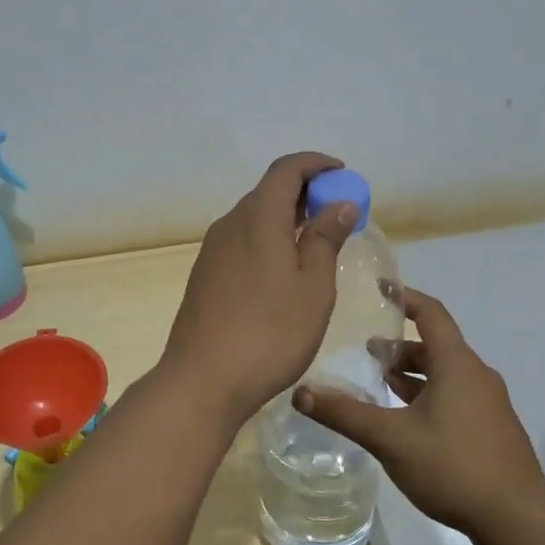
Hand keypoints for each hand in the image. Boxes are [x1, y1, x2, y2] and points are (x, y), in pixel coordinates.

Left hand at [162, 152, 359, 423]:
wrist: (202, 379)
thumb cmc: (269, 333)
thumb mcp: (313, 287)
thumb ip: (325, 239)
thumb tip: (338, 203)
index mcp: (257, 218)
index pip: (285, 170)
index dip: (315, 164)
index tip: (342, 174)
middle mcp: (230, 225)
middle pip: (268, 192)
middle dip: (304, 193)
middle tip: (336, 213)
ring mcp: (212, 251)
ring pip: (254, 218)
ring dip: (286, 219)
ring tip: (315, 243)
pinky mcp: (205, 276)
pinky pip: (242, 242)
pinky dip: (268, 240)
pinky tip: (283, 271)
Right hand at [293, 286, 544, 538]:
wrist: (517, 519)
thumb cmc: (453, 466)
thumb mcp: (390, 438)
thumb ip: (345, 413)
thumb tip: (301, 392)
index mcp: (456, 365)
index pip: (430, 313)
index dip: (404, 298)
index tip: (380, 288)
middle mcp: (476, 376)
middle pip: (436, 346)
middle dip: (400, 347)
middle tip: (367, 353)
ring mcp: (489, 404)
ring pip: (445, 374)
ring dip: (413, 374)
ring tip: (381, 384)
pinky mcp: (492, 429)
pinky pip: (455, 396)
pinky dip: (428, 395)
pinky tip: (408, 420)